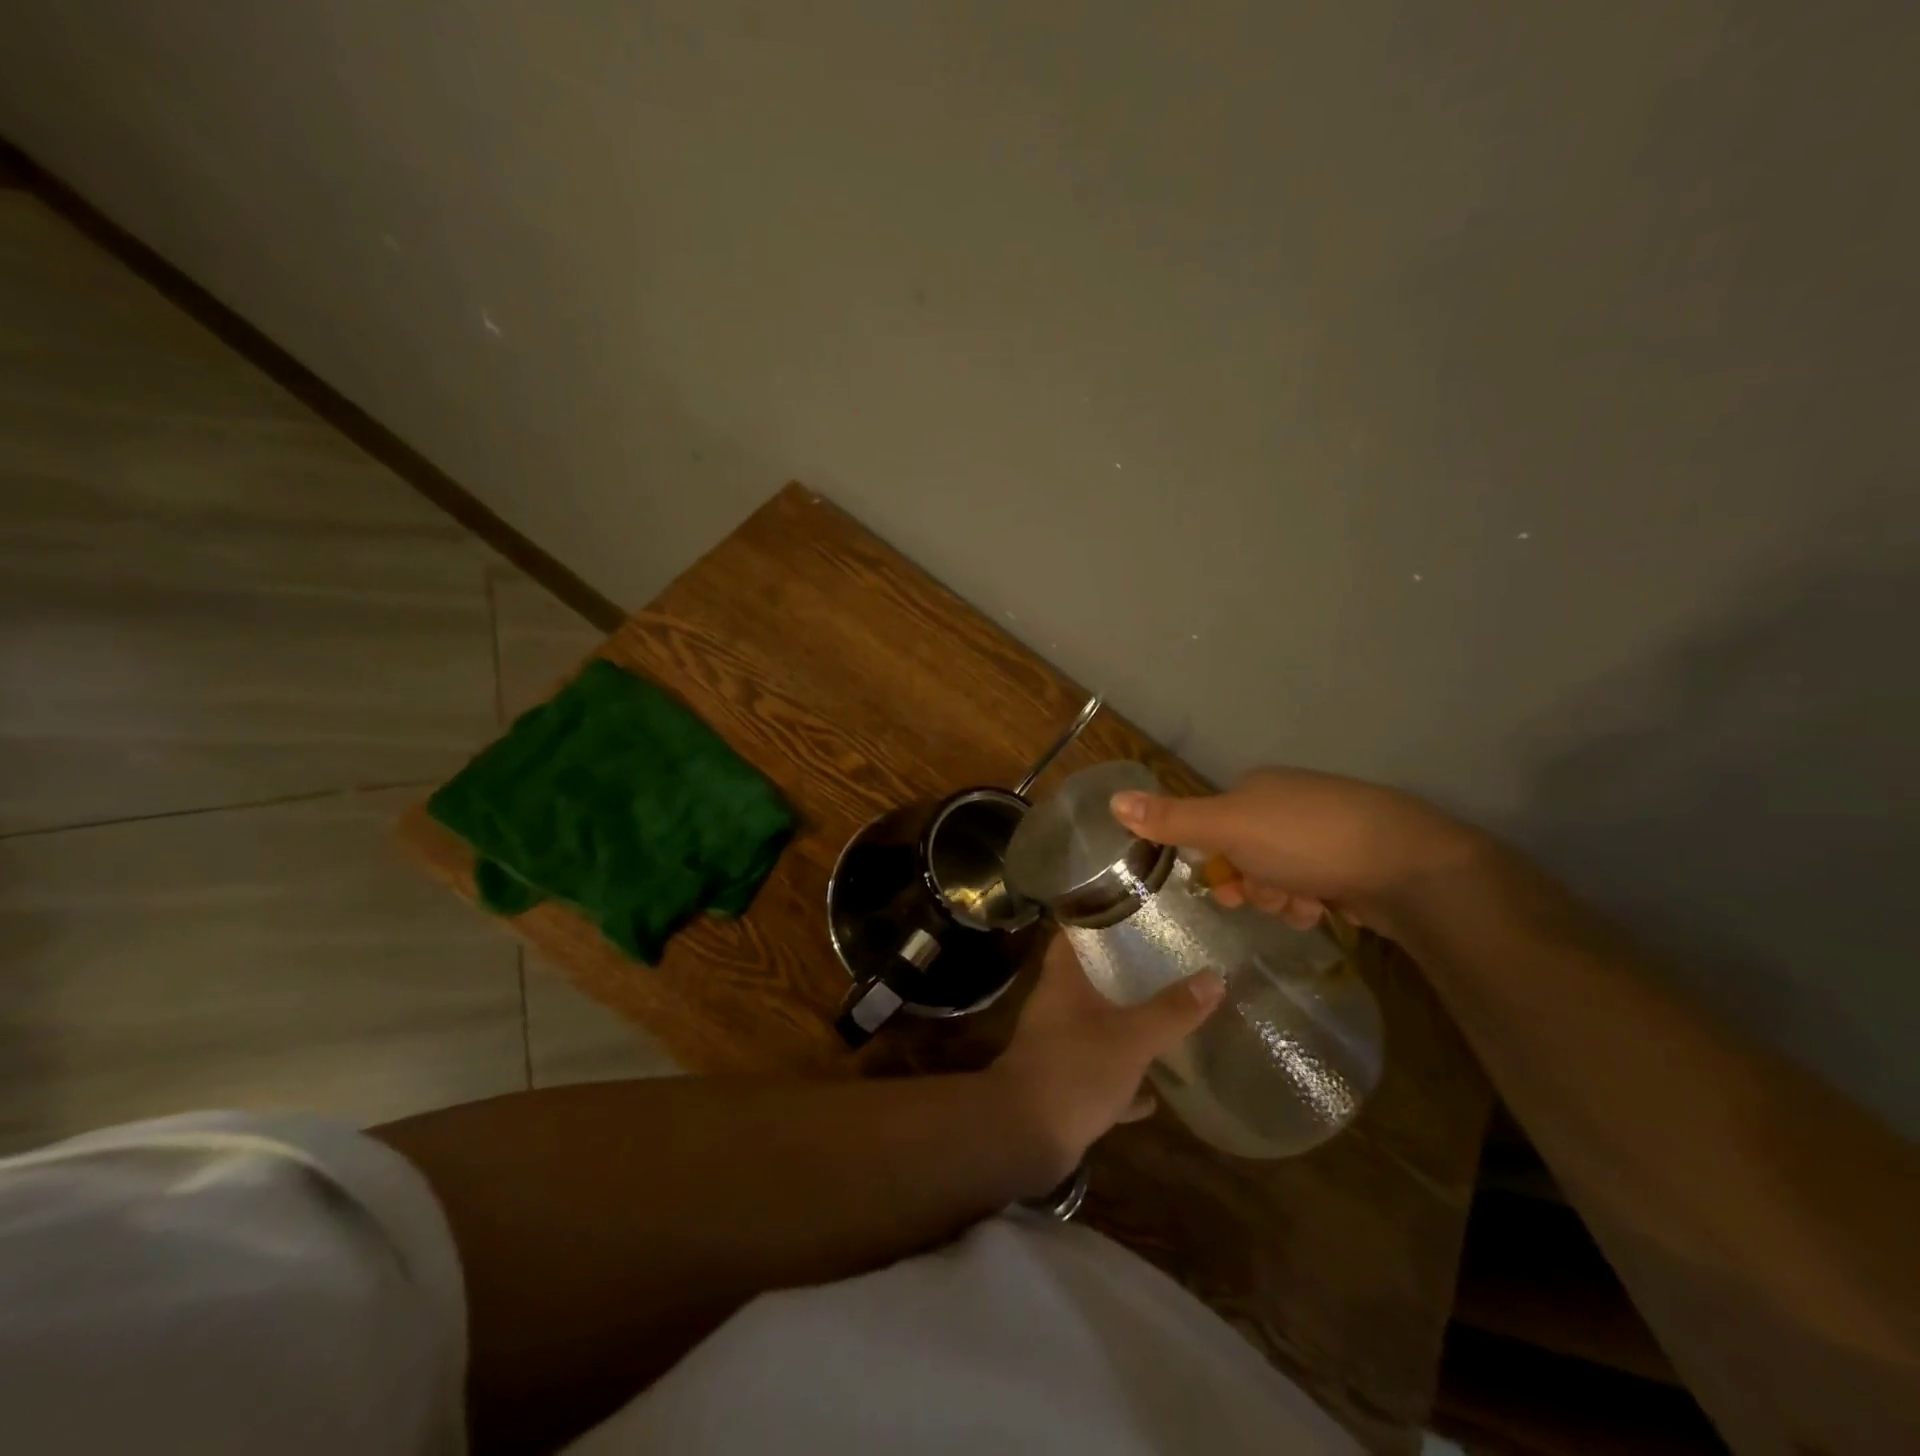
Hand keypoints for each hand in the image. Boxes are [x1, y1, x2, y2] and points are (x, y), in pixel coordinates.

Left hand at [990, 934, 1223, 1183]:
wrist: (1025, 1137)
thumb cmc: (1075, 1070)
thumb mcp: (1132, 1037)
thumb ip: (1171, 1010)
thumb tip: (1214, 976)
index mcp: (1062, 981)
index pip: (1073, 934)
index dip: (1098, 919)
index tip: (1134, 911)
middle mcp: (1056, 1008)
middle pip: (1089, 979)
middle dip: (1123, 974)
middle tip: (1165, 964)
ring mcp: (1057, 1047)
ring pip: (1096, 1027)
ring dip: (1125, 1027)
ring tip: (1166, 1019)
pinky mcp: (1064, 1086)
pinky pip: (1100, 1075)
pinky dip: (1123, 1082)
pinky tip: (1153, 1094)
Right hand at [1110, 767, 1482, 932]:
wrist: (1408, 864)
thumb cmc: (1308, 839)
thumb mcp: (1229, 828)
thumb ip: (1172, 819)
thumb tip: (1112, 799)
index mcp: (1257, 788)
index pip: (1211, 826)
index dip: (1211, 860)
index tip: (1222, 887)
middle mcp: (1287, 804)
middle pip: (1243, 855)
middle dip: (1250, 883)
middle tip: (1267, 897)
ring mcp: (1323, 832)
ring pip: (1276, 875)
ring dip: (1279, 898)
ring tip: (1302, 905)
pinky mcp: (1353, 861)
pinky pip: (1310, 885)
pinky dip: (1310, 902)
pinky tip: (1323, 909)